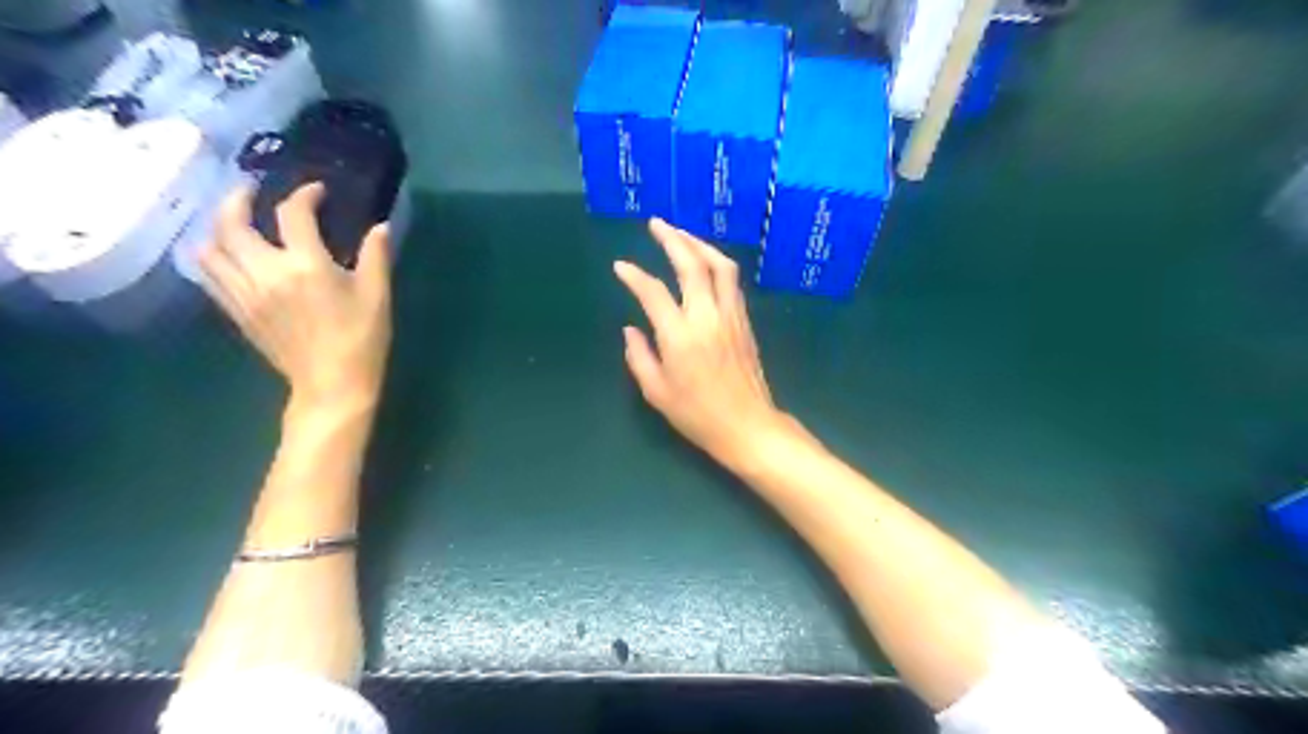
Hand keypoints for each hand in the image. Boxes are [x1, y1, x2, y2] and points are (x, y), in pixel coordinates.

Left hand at [199, 182, 391, 411]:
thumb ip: (376, 256)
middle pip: (230, 222)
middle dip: (238, 199)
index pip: (294, 214)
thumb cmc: (361, 338)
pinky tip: (228, 256)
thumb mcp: (377, 295)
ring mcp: (244, 293)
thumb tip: (380, 226)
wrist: (332, 384)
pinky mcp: (237, 311)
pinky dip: (213, 257)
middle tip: (253, 192)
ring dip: (217, 227)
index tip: (317, 192)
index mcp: (305, 265)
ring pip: (209, 248)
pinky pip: (209, 275)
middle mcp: (265, 272)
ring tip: (234, 222)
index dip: (304, 195)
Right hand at [618, 218, 784, 469]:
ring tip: (681, 235)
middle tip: (656, 223)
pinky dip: (716, 263)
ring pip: (719, 266)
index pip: (653, 292)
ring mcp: (730, 316)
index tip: (620, 267)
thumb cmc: (698, 415)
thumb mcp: (657, 393)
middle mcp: (707, 317)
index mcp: (680, 336)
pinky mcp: (745, 321)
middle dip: (673, 238)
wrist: (748, 426)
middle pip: (692, 264)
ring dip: (699, 244)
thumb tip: (631, 330)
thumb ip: (639, 357)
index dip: (634, 276)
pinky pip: (731, 281)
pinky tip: (705, 263)